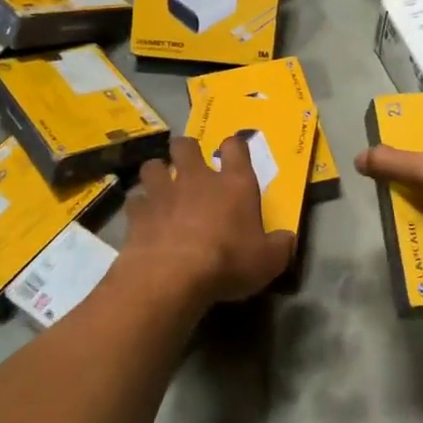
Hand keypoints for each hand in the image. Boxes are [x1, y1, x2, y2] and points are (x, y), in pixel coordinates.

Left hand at [123, 136, 295, 303]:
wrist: (172, 276)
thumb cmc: (228, 262)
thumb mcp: (268, 261)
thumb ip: (279, 246)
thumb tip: (287, 239)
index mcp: (234, 184)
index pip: (235, 148)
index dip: (234, 146)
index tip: (233, 151)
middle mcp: (197, 179)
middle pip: (186, 145)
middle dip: (185, 150)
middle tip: (188, 165)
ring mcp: (163, 192)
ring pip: (153, 166)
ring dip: (156, 173)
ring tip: (160, 188)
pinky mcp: (138, 212)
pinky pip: (135, 199)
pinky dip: (139, 206)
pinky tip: (142, 218)